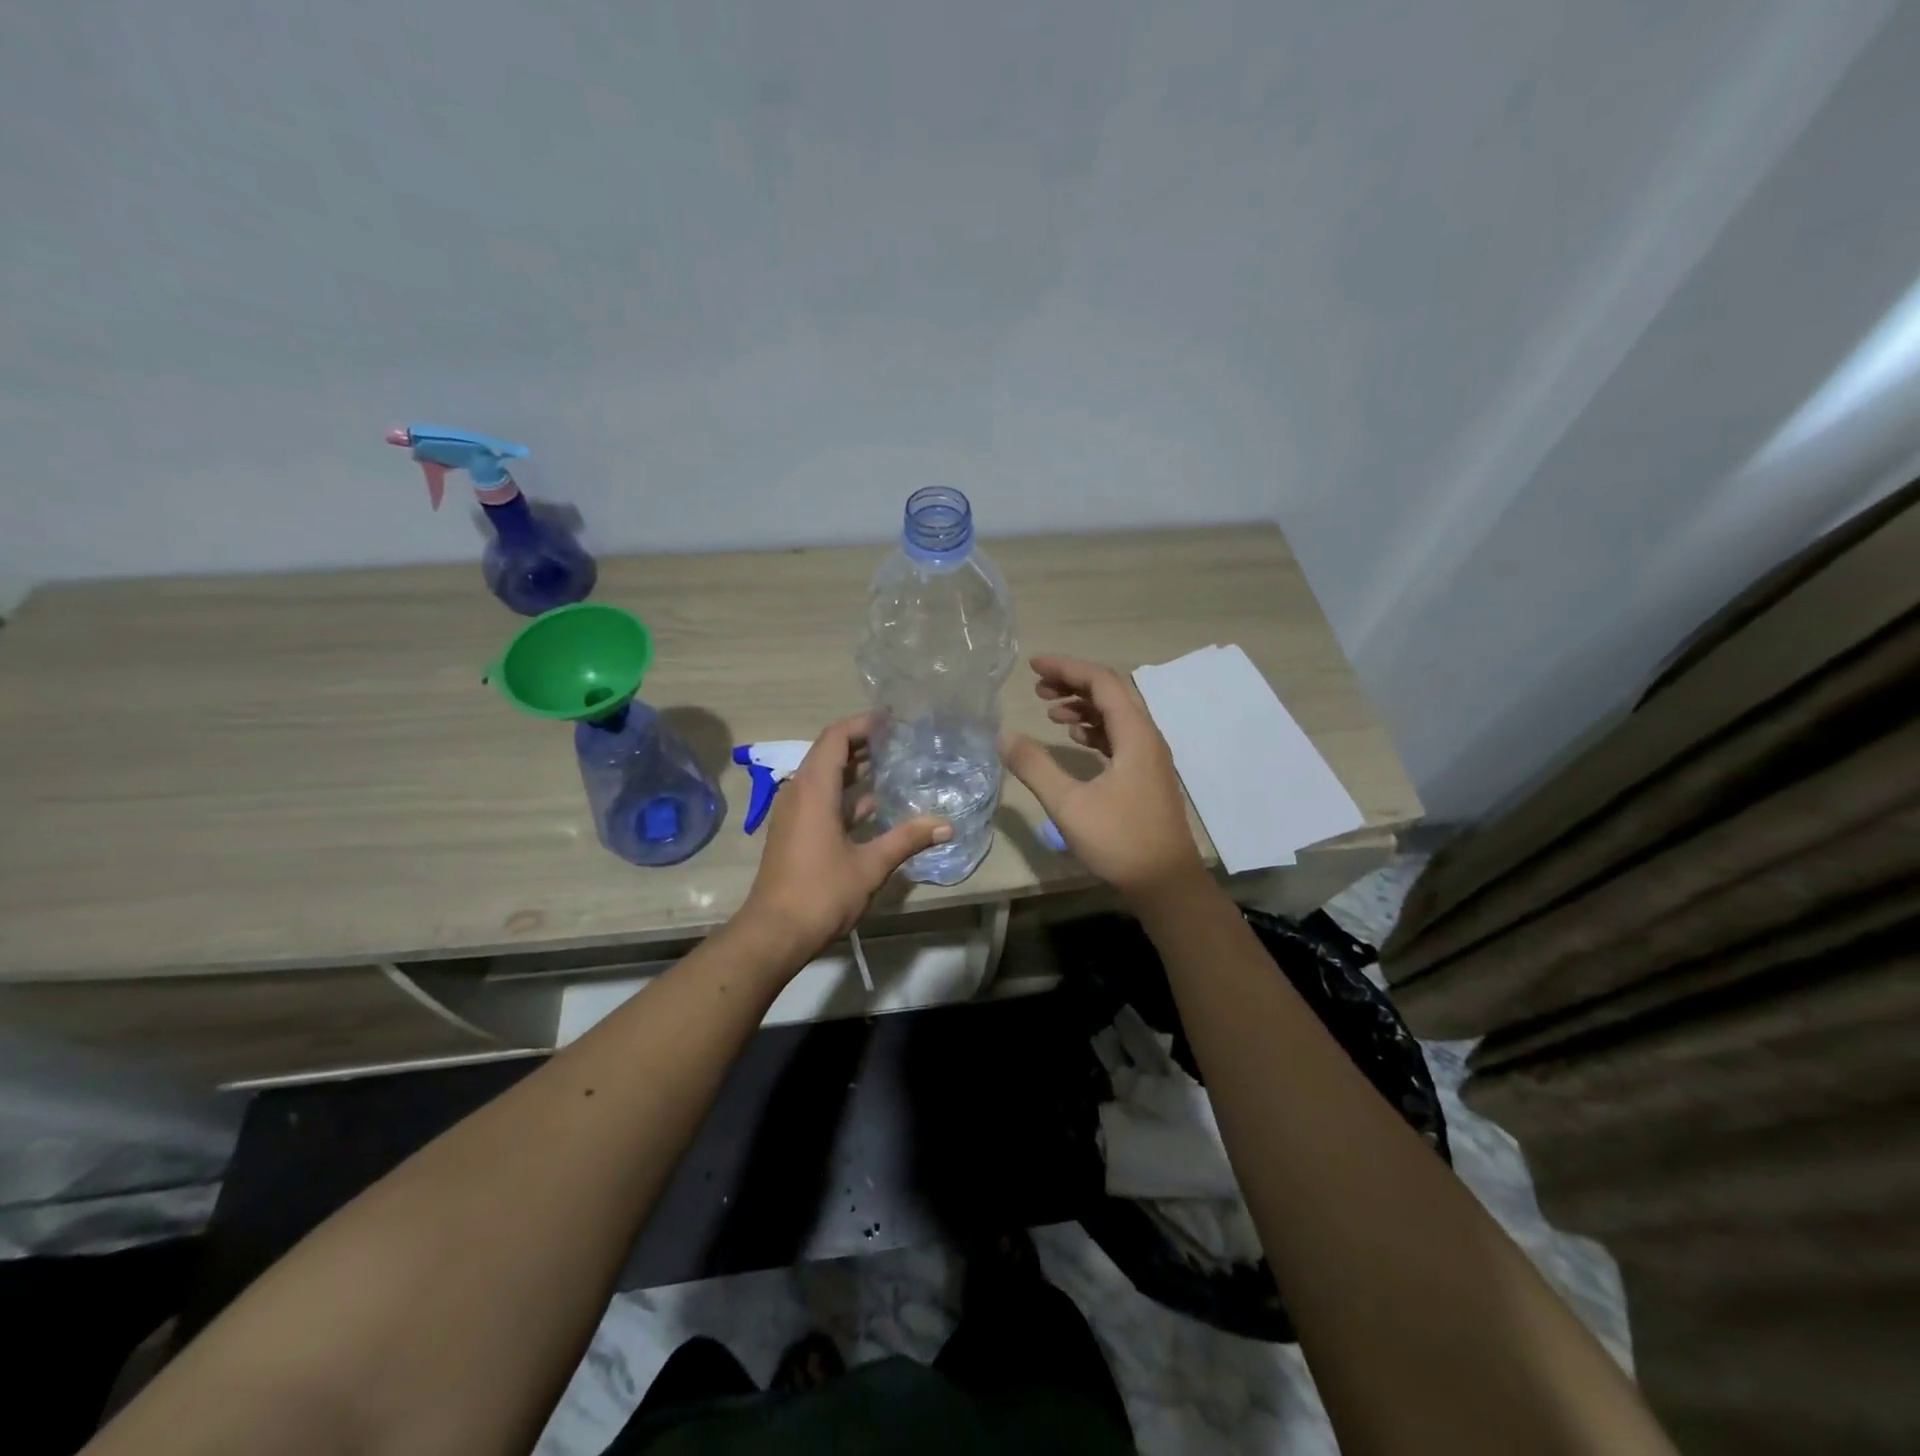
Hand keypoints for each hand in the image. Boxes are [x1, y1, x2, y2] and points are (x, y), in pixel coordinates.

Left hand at [739, 713, 950, 959]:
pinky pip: (820, 800)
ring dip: (854, 770)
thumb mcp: (871, 865)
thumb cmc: (821, 892)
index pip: (835, 738)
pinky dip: (845, 796)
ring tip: (891, 765)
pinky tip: (874, 806)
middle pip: (829, 754)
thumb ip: (907, 839)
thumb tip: (946, 825)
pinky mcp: (794, 833)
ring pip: (824, 778)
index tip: (891, 720)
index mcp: (813, 790)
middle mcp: (798, 793)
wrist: (774, 933)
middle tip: (898, 740)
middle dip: (862, 744)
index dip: (862, 723)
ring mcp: (793, 814)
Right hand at [1000, 655, 1202, 897]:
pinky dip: (1094, 729)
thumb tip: (1004, 735)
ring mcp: (1150, 757)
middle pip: (1112, 693)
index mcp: (1134, 735)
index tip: (1033, 667)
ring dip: (1084, 706)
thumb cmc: (1119, 841)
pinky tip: (1074, 739)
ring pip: (1116, 715)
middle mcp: (1147, 737)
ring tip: (1049, 711)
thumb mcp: (1068, 804)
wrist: (1165, 883)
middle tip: (1037, 687)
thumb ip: (1035, 766)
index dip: (1067, 668)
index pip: (1102, 682)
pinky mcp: (1146, 776)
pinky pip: (1120, 737)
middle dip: (1074, 683)